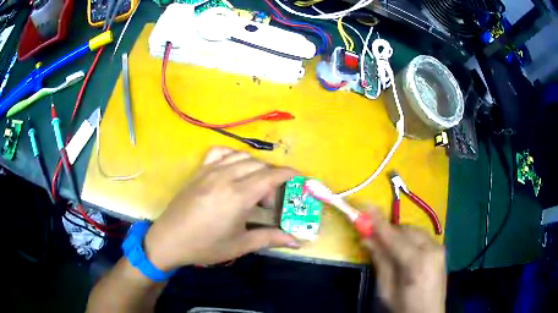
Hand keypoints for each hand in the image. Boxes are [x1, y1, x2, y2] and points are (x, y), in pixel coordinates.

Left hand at [143, 147, 299, 270]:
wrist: (170, 239)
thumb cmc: (206, 246)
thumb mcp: (240, 245)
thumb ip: (270, 238)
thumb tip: (297, 241)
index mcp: (238, 196)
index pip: (270, 176)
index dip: (288, 173)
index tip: (298, 177)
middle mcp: (225, 177)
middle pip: (258, 165)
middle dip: (270, 177)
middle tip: (267, 201)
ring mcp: (210, 171)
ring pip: (241, 156)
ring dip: (254, 167)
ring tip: (251, 186)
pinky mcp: (199, 171)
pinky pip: (219, 152)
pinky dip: (232, 155)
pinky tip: (232, 168)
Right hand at [362, 208, 445, 312]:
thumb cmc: (404, 307)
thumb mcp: (386, 289)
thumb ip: (380, 261)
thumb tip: (367, 239)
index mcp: (416, 262)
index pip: (394, 237)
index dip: (378, 223)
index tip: (366, 207)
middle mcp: (432, 249)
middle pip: (406, 230)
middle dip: (389, 231)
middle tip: (373, 236)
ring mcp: (439, 248)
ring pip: (415, 231)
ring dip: (400, 235)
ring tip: (389, 247)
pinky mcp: (441, 250)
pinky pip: (422, 237)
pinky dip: (410, 239)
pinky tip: (404, 251)